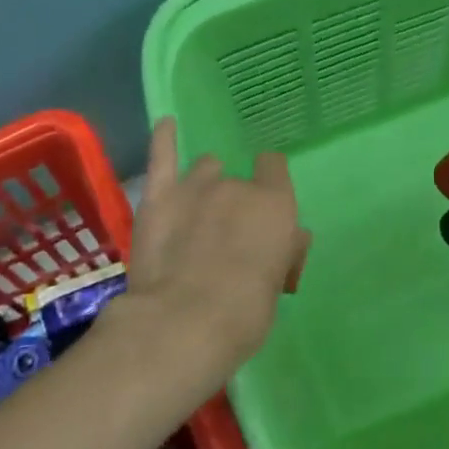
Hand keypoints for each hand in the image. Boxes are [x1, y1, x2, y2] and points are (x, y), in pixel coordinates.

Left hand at [108, 119, 308, 384]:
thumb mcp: (277, 283)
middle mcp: (238, 186)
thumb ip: (281, 250)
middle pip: (238, 180)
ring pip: (204, 170)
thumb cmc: (244, 314)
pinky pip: (162, 155)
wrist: (183, 324)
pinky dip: (164, 138)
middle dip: (233, 203)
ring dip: (204, 186)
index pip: (275, 169)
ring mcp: (195, 186)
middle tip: (224, 240)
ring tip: (195, 214)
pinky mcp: (159, 196)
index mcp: (275, 204)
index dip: (269, 185)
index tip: (263, 211)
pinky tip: (166, 124)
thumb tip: (289, 238)